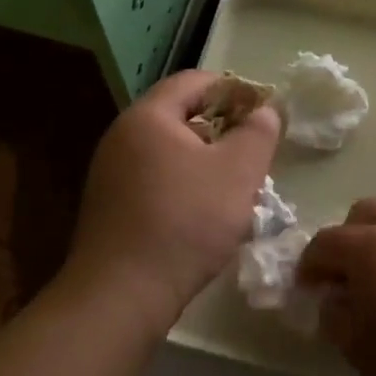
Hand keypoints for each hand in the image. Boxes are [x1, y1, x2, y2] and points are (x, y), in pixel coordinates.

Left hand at [63, 70, 280, 330]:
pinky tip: (205, 214)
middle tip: (254, 151)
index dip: (235, 89)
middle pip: (180, 116)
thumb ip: (258, 133)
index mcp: (148, 117)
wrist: (122, 293)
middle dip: (223, 128)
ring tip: (236, 186)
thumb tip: (265, 111)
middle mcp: (121, 137)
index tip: (264, 111)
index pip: (195, 81)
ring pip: (169, 152)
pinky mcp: (111, 207)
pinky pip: (155, 180)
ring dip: (206, 161)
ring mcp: (111, 174)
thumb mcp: (238, 172)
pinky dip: (185, 185)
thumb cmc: (186, 221)